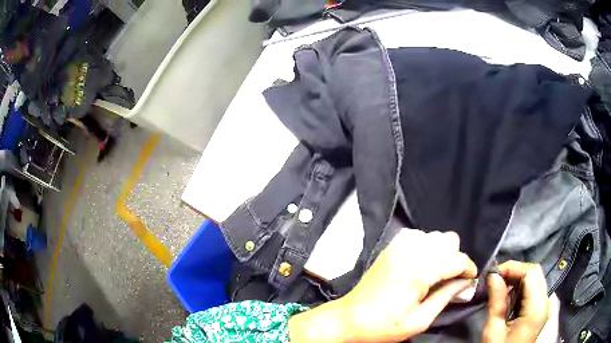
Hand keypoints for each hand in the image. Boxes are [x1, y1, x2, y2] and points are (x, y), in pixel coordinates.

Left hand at [289, 229, 477, 342]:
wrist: (349, 318)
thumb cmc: (384, 325)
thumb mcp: (420, 320)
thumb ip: (446, 297)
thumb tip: (466, 283)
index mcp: (420, 272)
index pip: (458, 259)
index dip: (469, 268)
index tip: (470, 280)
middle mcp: (411, 252)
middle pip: (449, 240)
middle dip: (456, 258)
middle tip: (451, 279)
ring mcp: (398, 247)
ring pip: (435, 235)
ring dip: (442, 251)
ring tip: (437, 272)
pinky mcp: (390, 248)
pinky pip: (417, 235)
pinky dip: (425, 245)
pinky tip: (421, 262)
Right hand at [483, 261, 549, 342]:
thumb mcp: (493, 331)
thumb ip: (496, 302)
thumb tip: (493, 275)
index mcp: (536, 308)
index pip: (531, 273)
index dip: (513, 268)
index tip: (494, 274)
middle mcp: (546, 302)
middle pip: (536, 272)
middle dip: (516, 270)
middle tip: (496, 278)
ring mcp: (545, 305)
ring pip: (536, 278)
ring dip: (519, 278)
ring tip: (501, 287)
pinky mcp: (542, 309)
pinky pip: (535, 288)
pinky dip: (523, 287)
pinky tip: (510, 296)